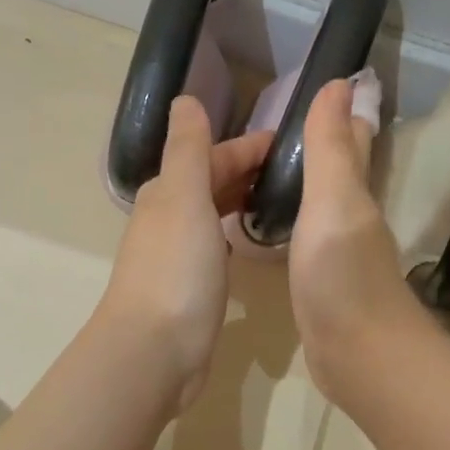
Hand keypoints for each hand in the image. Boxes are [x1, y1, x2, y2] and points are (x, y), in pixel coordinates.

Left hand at [96, 97, 274, 414]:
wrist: (154, 350)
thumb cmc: (176, 269)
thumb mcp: (184, 197)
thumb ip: (188, 149)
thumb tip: (185, 99)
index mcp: (167, 193)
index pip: (211, 156)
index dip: (246, 147)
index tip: (288, 144)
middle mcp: (168, 219)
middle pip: (210, 182)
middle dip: (246, 171)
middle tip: (294, 171)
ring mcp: (178, 255)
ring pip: (211, 214)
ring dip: (239, 200)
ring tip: (280, 199)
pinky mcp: (190, 287)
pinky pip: (215, 247)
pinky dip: (232, 234)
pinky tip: (250, 242)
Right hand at [290, 79, 430, 401]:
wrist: (360, 358)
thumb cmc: (343, 277)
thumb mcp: (333, 204)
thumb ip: (331, 149)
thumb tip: (340, 83)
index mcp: (354, 194)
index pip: (350, 141)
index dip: (340, 112)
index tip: (322, 84)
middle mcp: (351, 219)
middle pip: (337, 171)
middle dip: (320, 144)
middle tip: (280, 125)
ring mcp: (337, 255)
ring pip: (319, 205)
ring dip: (302, 183)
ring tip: (266, 168)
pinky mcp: (321, 286)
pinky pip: (302, 240)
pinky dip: (290, 223)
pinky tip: (269, 228)